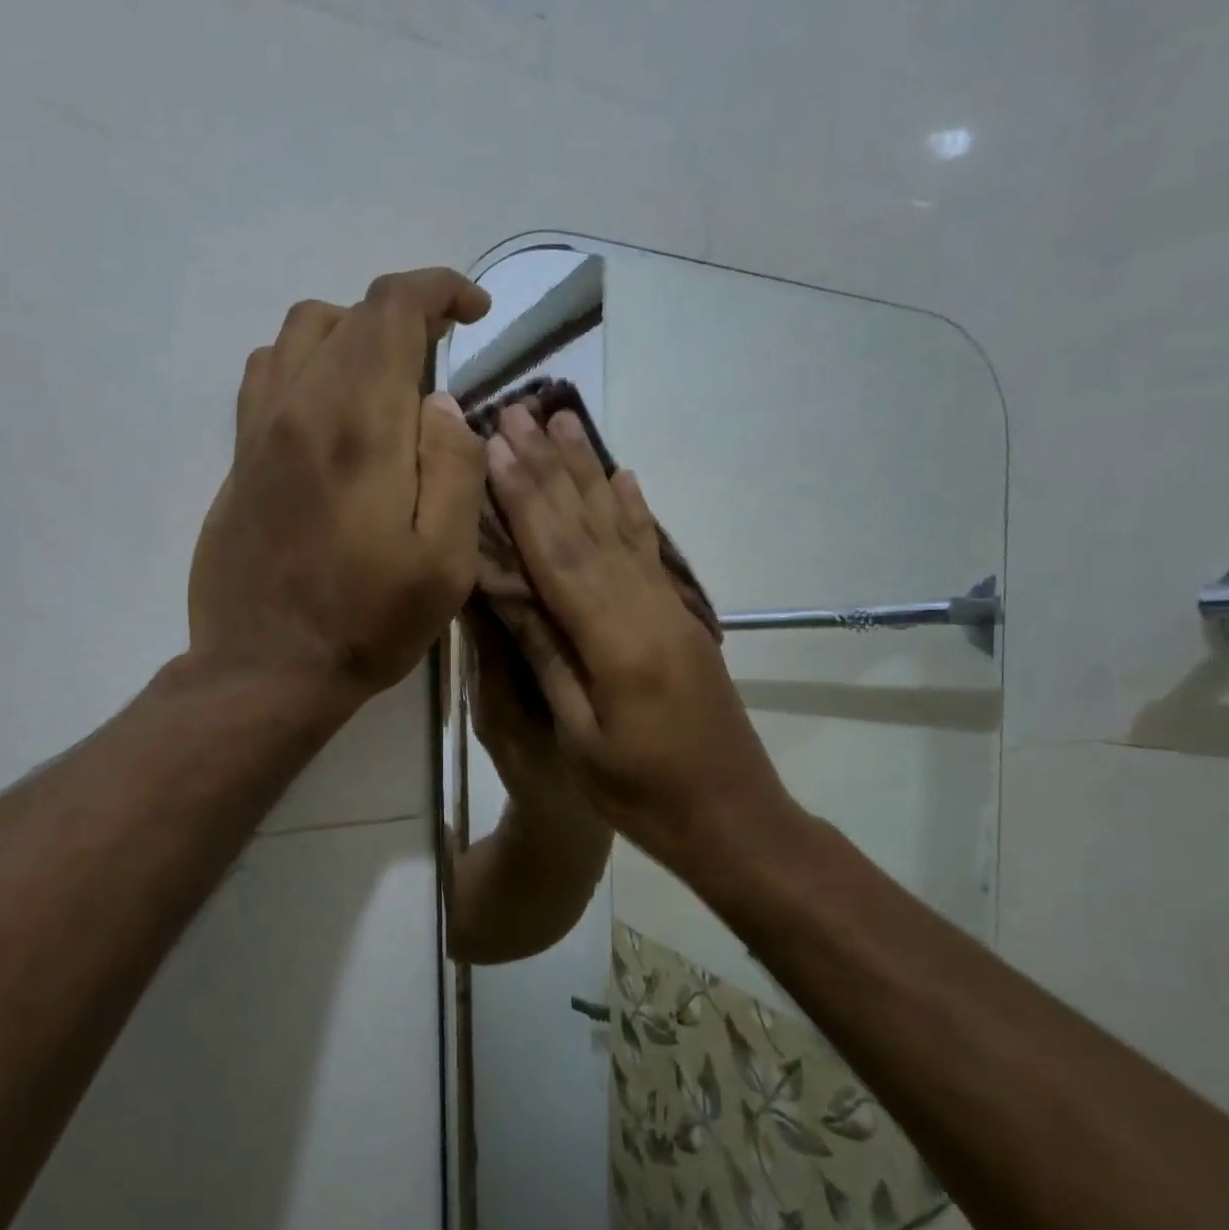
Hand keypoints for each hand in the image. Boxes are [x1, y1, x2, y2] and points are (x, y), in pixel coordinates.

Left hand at [189, 268, 490, 711]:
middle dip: (405, 318)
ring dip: (352, 336)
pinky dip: (307, 366)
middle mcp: (300, 407)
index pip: (392, 308)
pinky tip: (329, 412)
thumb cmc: (366, 624)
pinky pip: (267, 377)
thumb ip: (455, 470)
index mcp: (358, 425)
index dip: (439, 290)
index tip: (474, 312)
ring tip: (386, 383)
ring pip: (300, 335)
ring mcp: (258, 432)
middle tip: (441, 363)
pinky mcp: (238, 461)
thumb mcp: (444, 563)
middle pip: (349, 314)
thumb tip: (443, 405)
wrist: (267, 670)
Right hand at [482, 403, 800, 874]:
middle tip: (517, 412)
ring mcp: (672, 609)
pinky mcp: (684, 619)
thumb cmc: (642, 795)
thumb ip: (548, 657)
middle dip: (550, 468)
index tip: (496, 445)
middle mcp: (648, 609)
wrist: (732, 818)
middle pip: (590, 526)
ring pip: (622, 528)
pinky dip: (636, 511)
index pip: (560, 555)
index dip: (525, 499)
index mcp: (617, 642)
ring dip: (589, 473)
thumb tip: (508, 591)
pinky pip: (654, 553)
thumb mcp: (581, 737)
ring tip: (565, 420)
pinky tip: (625, 477)